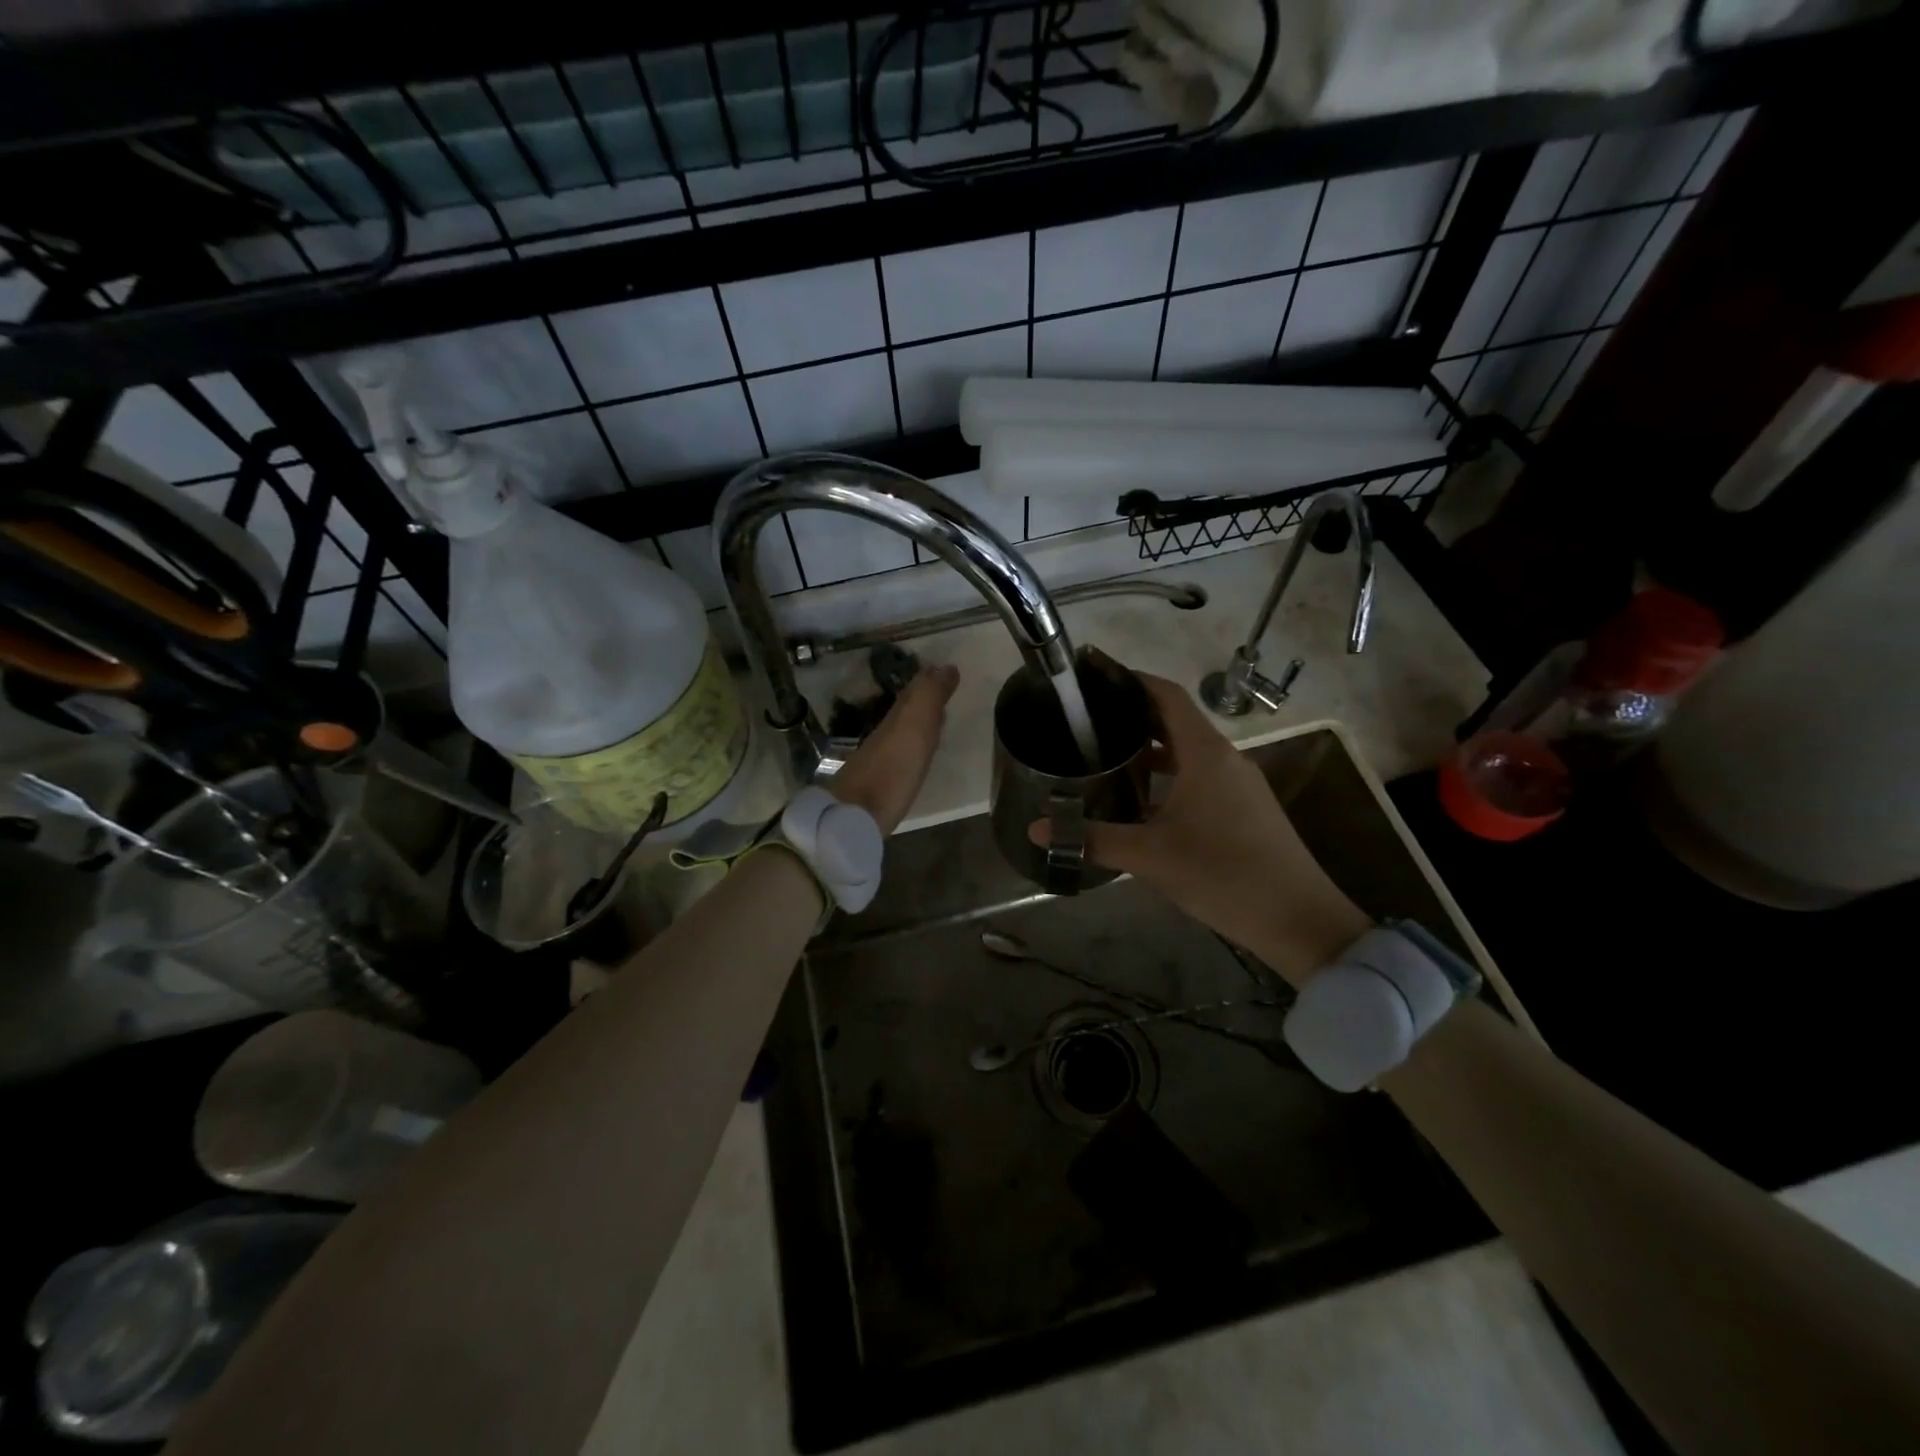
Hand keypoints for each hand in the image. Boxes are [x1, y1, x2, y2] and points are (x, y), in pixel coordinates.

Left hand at [830, 664, 959, 833]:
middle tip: (944, 692)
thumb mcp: (915, 726)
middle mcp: (886, 733)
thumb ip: (929, 696)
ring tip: (938, 721)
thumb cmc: (892, 769)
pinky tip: (917, 756)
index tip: (947, 672)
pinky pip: (900, 755)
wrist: (855, 815)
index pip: (915, 691)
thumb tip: (946, 667)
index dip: (929, 680)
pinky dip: (912, 748)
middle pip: (906, 710)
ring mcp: (880, 758)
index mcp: (897, 717)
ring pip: (902, 732)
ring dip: (919, 724)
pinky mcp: (879, 784)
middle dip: (924, 699)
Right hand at [1029, 668, 1367, 985]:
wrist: (1299, 920)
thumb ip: (1092, 838)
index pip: (1167, 695)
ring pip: (1189, 752)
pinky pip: (1201, 775)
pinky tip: (1143, 801)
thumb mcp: (1150, 856)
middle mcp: (1225, 758)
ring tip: (1107, 757)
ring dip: (1151, 750)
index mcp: (1205, 753)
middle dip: (1134, 716)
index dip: (1132, 679)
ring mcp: (1240, 783)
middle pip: (1176, 720)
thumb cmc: (1222, 873)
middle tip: (1088, 721)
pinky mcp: (1246, 808)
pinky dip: (1170, 775)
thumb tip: (1036, 830)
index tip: (1096, 674)